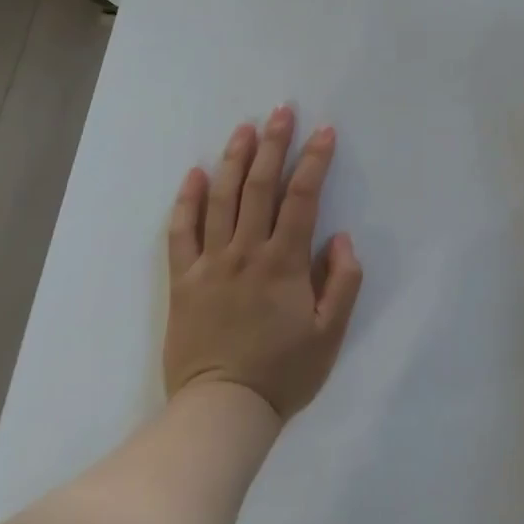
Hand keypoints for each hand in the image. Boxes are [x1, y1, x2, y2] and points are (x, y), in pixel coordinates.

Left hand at [163, 107, 363, 420]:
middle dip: (273, 143)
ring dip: (233, 159)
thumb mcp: (330, 334)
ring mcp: (210, 263)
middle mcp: (246, 251)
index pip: (302, 196)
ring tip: (244, 128)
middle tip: (281, 110)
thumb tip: (340, 237)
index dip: (314, 160)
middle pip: (259, 185)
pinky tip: (194, 173)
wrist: (221, 413)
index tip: (324, 131)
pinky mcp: (183, 280)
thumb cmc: (282, 374)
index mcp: (284, 262)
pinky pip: (181, 232)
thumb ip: (343, 282)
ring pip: (220, 198)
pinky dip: (186, 200)